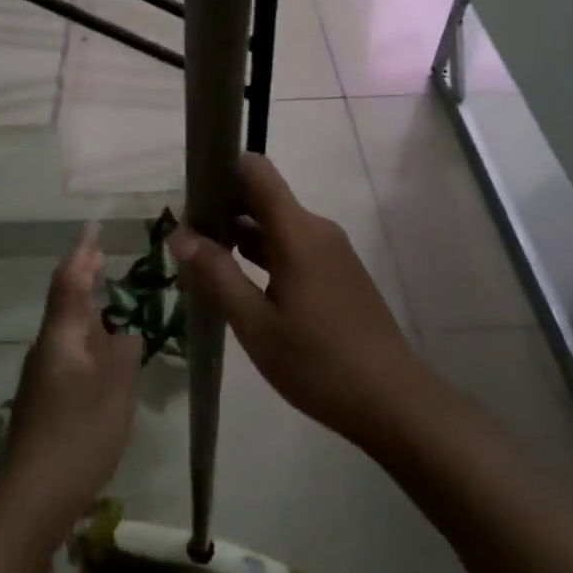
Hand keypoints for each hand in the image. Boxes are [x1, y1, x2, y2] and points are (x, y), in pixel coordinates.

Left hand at [0, 224, 141, 541]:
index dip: (82, 251)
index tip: (94, 226)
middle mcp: (47, 346)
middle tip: (102, 251)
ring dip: (86, 303)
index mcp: (62, 337)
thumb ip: (124, 356)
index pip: (70, 280)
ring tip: (108, 291)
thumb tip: (128, 331)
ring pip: (66, 325)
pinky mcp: (45, 397)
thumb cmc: (76, 439)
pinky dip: (87, 333)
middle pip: (65, 299)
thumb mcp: (114, 394)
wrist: (29, 499)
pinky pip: (69, 348)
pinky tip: (104, 347)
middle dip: (83, 273)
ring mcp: (43, 373)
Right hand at [170, 154, 426, 449]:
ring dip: (241, 234)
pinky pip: (293, 245)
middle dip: (223, 208)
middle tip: (188, 240)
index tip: (191, 197)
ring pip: (277, 224)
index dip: (222, 171)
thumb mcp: (256, 324)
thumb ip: (216, 274)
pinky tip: (243, 284)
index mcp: (298, 232)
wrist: (393, 402)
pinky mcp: (338, 272)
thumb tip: (179, 233)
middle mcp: (317, 229)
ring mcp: (331, 251)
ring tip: (205, 263)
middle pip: (264, 196)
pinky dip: (264, 253)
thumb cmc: (318, 362)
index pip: (256, 171)